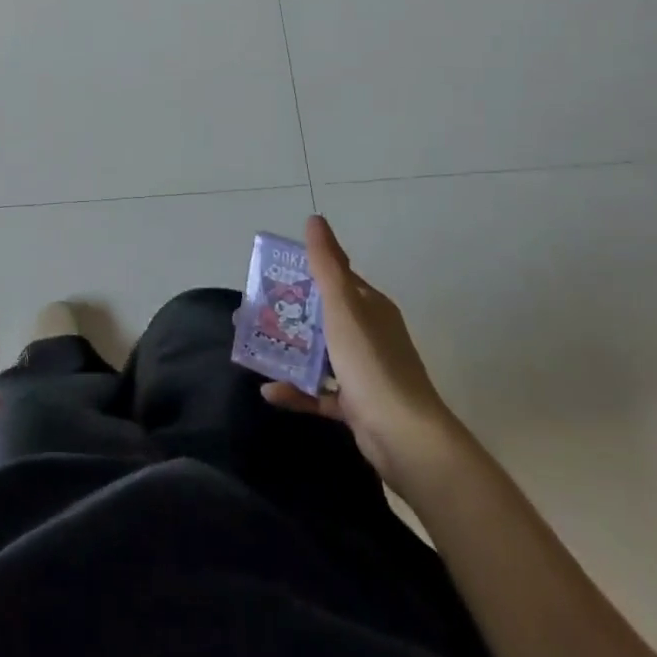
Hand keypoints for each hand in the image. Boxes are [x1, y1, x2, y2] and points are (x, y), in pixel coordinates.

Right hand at [261, 215, 460, 482]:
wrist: (406, 438)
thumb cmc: (371, 363)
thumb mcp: (344, 306)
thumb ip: (327, 265)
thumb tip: (315, 219)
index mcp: (370, 307)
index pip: (334, 280)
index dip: (302, 273)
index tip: (268, 275)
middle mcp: (369, 334)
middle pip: (321, 316)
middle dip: (286, 314)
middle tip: (251, 312)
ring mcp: (364, 371)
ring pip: (319, 354)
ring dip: (287, 351)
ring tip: (252, 347)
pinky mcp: (357, 405)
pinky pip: (320, 392)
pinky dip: (296, 390)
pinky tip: (269, 392)